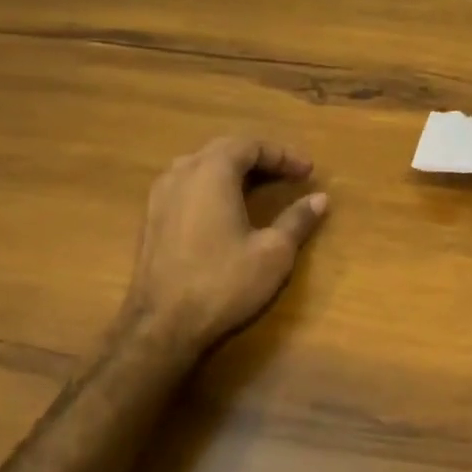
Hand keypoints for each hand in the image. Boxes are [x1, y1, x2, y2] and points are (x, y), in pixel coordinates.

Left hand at [120, 136, 328, 351]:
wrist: (161, 326)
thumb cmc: (222, 283)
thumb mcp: (273, 253)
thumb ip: (297, 220)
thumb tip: (320, 199)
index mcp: (212, 172)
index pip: (251, 145)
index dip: (283, 154)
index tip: (308, 172)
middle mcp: (182, 173)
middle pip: (224, 149)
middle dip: (260, 158)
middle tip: (288, 174)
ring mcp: (160, 195)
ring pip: (201, 164)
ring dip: (233, 169)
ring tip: (259, 185)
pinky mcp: (151, 218)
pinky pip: (186, 184)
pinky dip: (212, 185)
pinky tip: (225, 207)